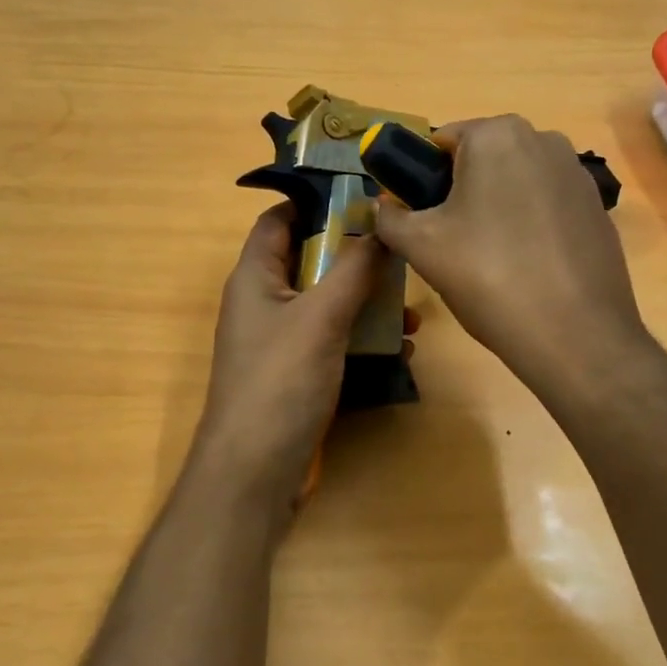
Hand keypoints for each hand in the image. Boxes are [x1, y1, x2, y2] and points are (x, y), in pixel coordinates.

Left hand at [189, 205, 384, 514]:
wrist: (256, 471)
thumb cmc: (280, 382)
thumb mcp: (321, 317)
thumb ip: (353, 268)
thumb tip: (381, 224)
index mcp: (255, 276)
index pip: (280, 218)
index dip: (317, 200)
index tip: (367, 195)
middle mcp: (265, 302)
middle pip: (312, 259)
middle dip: (357, 256)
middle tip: (402, 251)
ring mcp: (282, 340)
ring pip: (329, 302)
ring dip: (368, 301)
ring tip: (411, 308)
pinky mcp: (299, 372)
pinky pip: (335, 339)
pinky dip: (364, 337)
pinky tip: (401, 347)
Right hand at [372, 115, 648, 391]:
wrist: (575, 334)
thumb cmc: (489, 277)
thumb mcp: (421, 246)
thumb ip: (390, 217)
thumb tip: (382, 207)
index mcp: (497, 134)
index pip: (440, 142)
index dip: (421, 181)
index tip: (420, 222)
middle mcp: (543, 139)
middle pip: (480, 161)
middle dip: (460, 195)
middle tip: (451, 246)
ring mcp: (577, 174)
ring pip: (515, 184)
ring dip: (495, 211)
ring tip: (491, 262)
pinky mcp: (597, 208)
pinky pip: (546, 207)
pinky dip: (529, 227)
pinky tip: (527, 268)